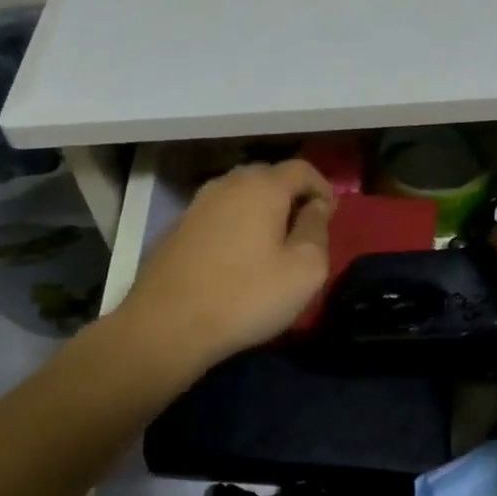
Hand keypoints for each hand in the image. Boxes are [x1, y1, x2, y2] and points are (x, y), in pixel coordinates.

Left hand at [115, 159, 334, 381]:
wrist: (165, 326)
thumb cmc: (246, 296)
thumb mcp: (304, 270)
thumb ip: (317, 229)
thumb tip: (317, 206)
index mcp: (262, 186)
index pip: (303, 169)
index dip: (323, 188)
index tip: (330, 218)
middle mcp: (228, 184)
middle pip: (269, 178)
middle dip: (292, 198)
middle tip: (303, 232)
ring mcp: (197, 205)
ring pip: (240, 196)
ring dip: (261, 213)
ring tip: (271, 246)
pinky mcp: (177, 229)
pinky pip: (218, 216)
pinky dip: (235, 227)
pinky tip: (236, 260)